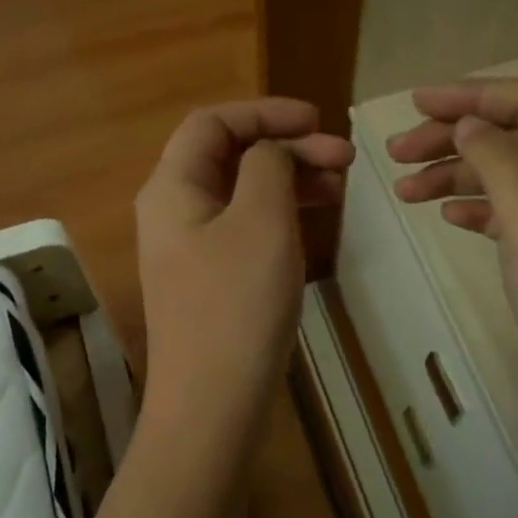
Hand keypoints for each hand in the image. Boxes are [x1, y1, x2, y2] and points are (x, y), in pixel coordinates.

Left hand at [137, 99, 354, 433]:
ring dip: (287, 180)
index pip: (212, 122)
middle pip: (227, 155)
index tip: (318, 121)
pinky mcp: (207, 279)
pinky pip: (242, 227)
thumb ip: (268, 166)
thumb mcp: (261, 221)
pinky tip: (312, 221)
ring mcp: (188, 248)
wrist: (211, 405)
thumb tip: (271, 150)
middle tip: (345, 159)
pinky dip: (278, 215)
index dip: (265, 112)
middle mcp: (172, 210)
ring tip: (339, 186)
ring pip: (240, 192)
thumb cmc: (237, 305)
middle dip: (286, 147)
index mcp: (172, 187)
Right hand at [386, 78, 517, 418]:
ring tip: (403, 191)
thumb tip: (468, 123)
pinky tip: (445, 215)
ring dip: (454, 175)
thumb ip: (498, 157)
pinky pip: (507, 212)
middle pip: (513, 137)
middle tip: (396, 153)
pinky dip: (474, 207)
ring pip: (504, 176)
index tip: (416, 103)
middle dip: (454, 138)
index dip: (472, 95)